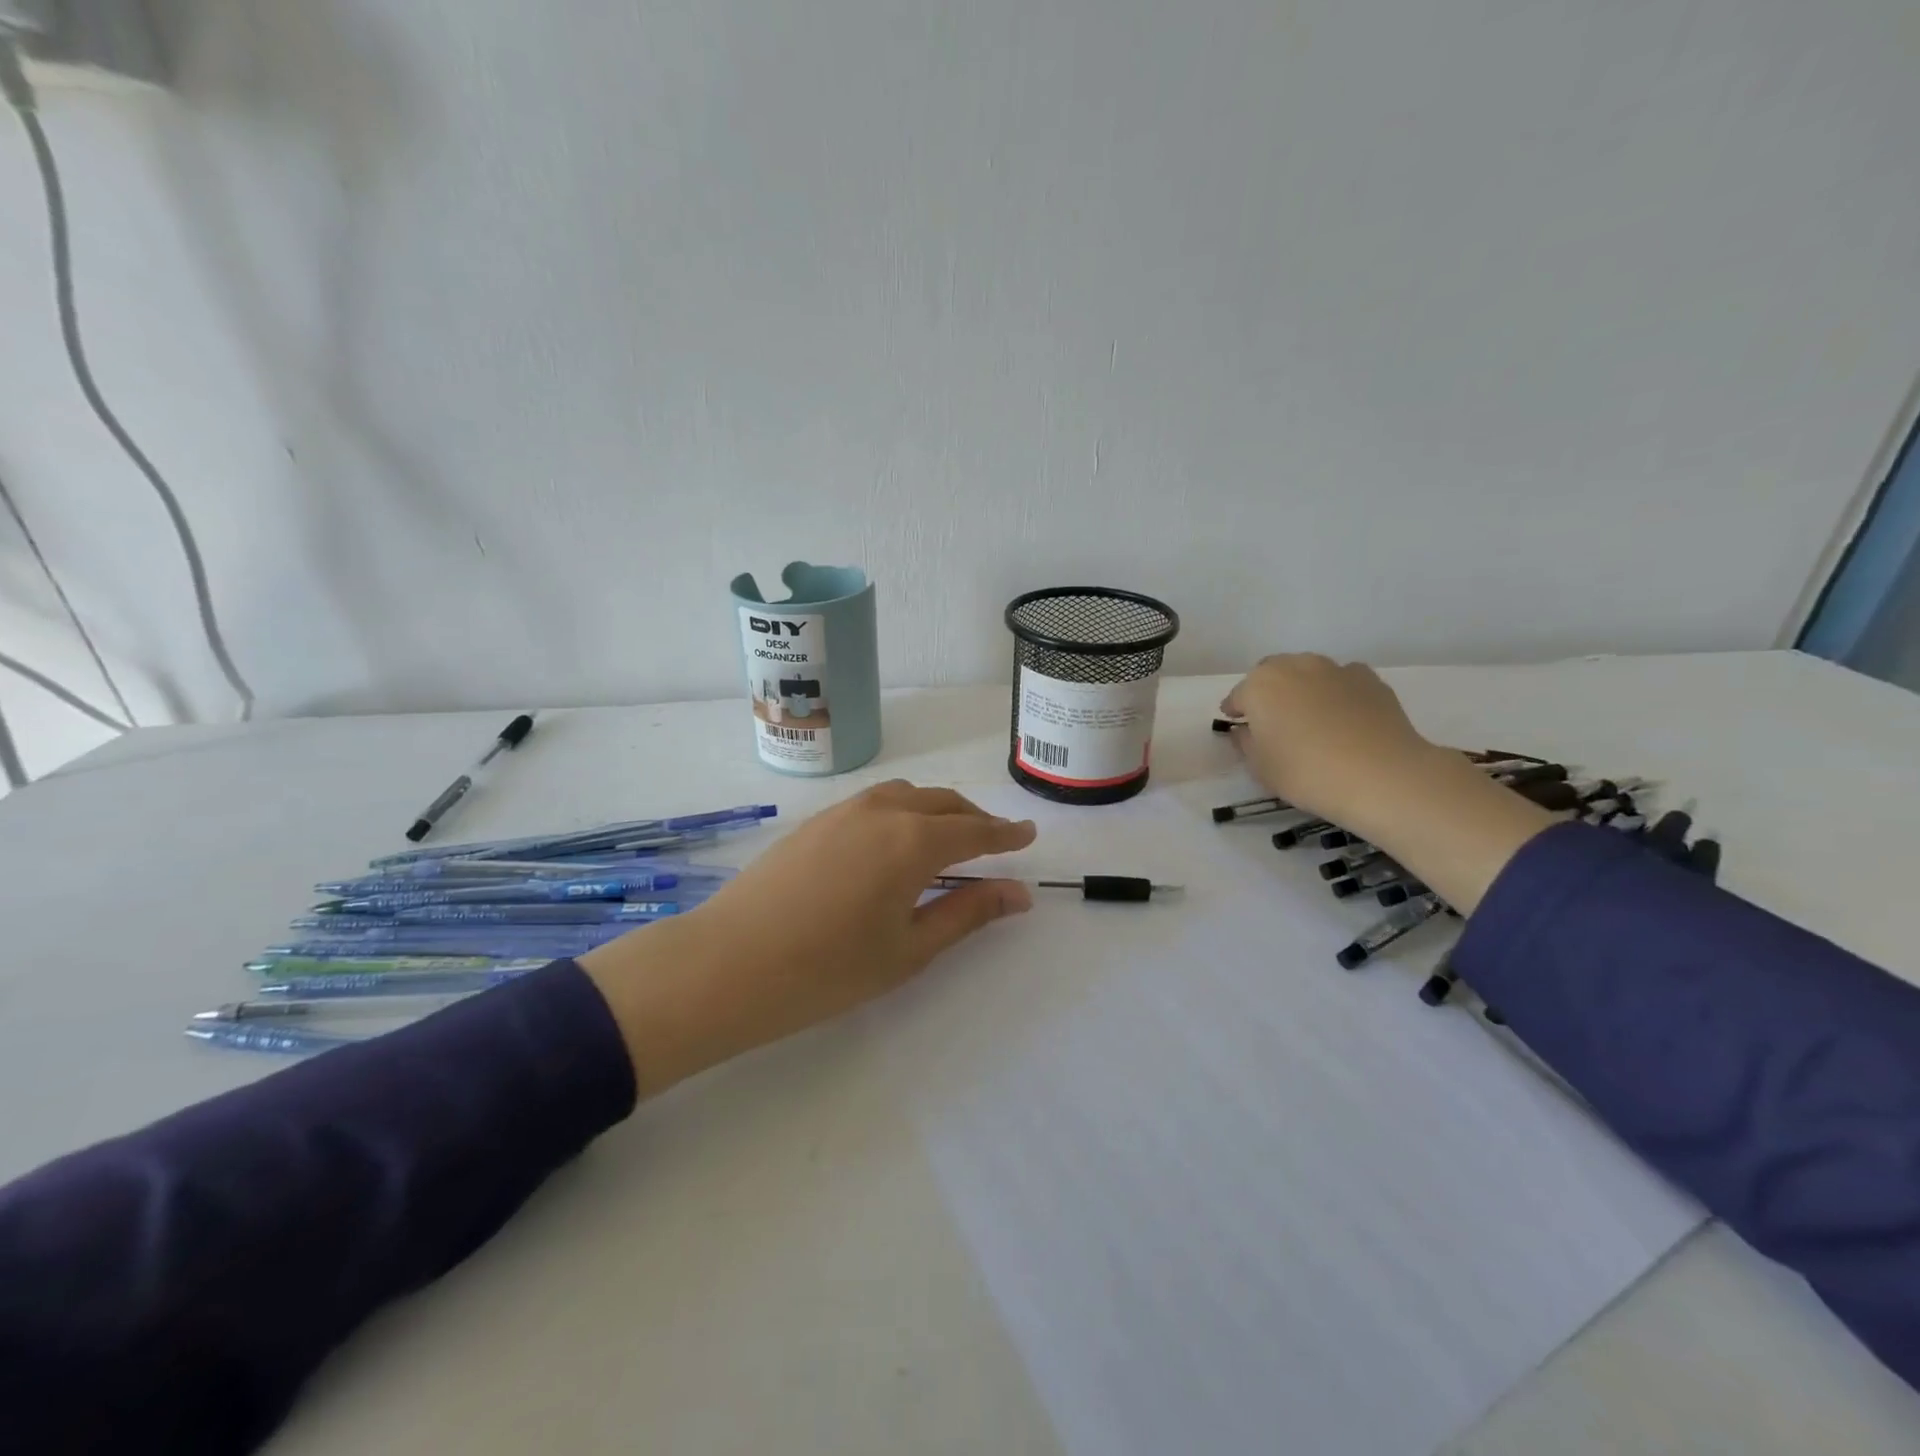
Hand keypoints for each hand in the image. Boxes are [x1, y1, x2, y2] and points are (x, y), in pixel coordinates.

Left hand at [580, 782, 1036, 1095]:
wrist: (728, 963)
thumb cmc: (827, 969)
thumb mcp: (908, 949)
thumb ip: (967, 913)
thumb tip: (1019, 894)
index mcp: (913, 842)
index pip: (975, 831)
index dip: (1006, 834)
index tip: (1028, 835)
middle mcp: (882, 812)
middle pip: (943, 803)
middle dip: (974, 819)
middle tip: (994, 843)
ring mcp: (844, 811)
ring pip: (907, 795)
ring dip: (937, 811)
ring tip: (946, 840)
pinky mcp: (815, 821)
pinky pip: (874, 802)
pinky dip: (902, 811)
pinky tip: (893, 843)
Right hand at [1221, 654, 1442, 829]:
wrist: (1380, 775)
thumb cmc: (1305, 772)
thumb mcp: (1260, 767)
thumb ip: (1246, 743)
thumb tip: (1245, 730)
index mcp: (1259, 685)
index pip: (1238, 696)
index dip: (1236, 712)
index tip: (1237, 727)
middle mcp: (1294, 666)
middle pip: (1272, 674)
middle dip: (1267, 692)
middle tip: (1272, 721)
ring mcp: (1334, 669)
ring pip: (1308, 672)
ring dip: (1302, 688)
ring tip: (1310, 718)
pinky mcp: (1369, 679)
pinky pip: (1342, 680)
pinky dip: (1336, 692)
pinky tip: (1343, 717)